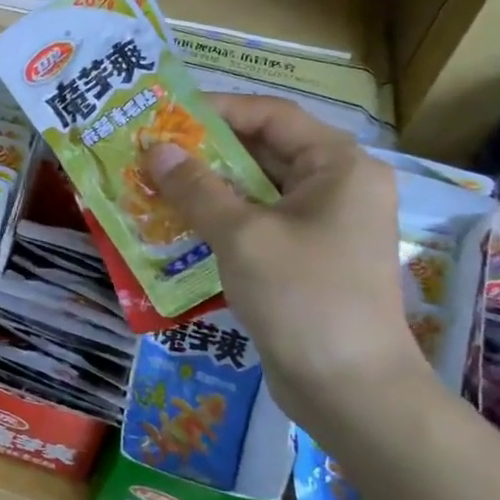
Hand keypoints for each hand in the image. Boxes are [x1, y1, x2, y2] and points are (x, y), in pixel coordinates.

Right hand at [145, 96, 430, 425]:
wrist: (350, 390)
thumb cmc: (303, 298)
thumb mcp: (242, 236)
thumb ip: (197, 189)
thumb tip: (155, 151)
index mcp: (339, 167)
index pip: (272, 116)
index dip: (218, 110)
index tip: (165, 116)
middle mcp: (336, 188)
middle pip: (263, 152)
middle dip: (204, 153)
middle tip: (149, 153)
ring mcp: (322, 227)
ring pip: (256, 192)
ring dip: (206, 189)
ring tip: (152, 187)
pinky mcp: (305, 260)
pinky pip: (257, 225)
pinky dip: (219, 222)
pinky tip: (176, 228)